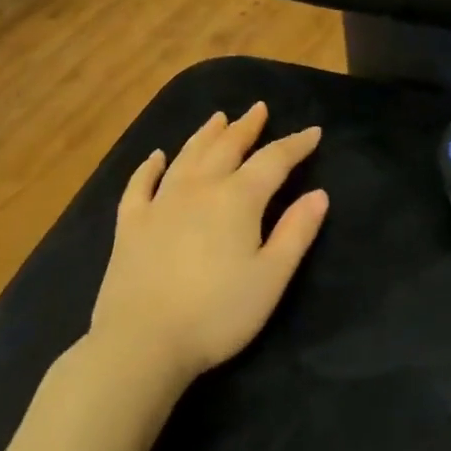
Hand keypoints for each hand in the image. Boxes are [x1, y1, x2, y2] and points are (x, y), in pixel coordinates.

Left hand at [89, 103, 327, 383]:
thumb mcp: (270, 277)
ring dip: (205, 135)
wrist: (142, 342)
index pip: (273, 160)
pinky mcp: (130, 223)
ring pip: (187, 156)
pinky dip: (149, 166)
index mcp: (238, 198)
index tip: (313, 132)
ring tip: (218, 118)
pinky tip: (155, 157)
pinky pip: (140, 184)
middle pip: (227, 147)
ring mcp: (160, 202)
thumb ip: (296, 232)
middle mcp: (199, 188)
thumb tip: (319, 194)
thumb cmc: (217, 313)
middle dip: (247, 127)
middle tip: (258, 109)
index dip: (295, 144)